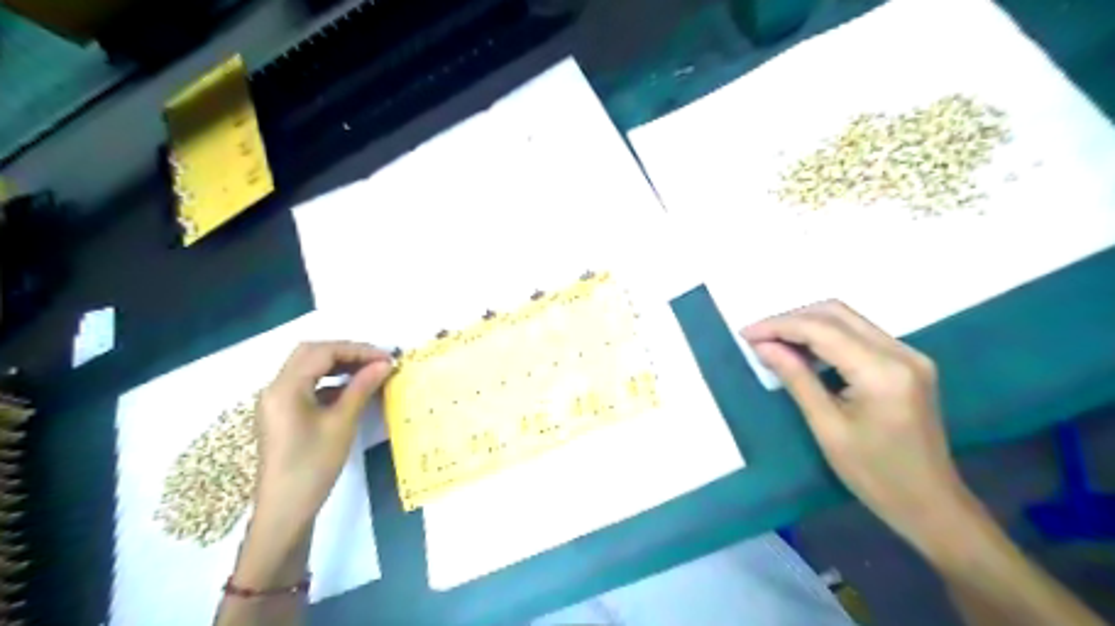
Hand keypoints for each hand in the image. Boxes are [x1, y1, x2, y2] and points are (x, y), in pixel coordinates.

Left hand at [255, 342, 393, 531]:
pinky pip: (308, 386)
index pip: (322, 352)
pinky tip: (353, 391)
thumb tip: (384, 364)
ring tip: (370, 372)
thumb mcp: (341, 423)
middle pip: (311, 354)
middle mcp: (276, 388)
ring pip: (309, 369)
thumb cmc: (313, 466)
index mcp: (285, 388)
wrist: (284, 510)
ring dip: (339, 365)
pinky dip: (331, 382)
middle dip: (347, 353)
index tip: (386, 358)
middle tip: (377, 361)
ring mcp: (277, 402)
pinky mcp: (283, 414)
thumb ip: (361, 388)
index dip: (357, 350)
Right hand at [742, 303, 972, 553]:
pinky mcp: (907, 363)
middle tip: (758, 337)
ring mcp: (908, 355)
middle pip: (837, 314)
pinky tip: (804, 352)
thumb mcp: (827, 427)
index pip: (822, 329)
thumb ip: (796, 378)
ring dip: (807, 326)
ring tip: (774, 343)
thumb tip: (763, 346)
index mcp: (882, 371)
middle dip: (792, 319)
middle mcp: (901, 352)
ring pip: (847, 320)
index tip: (745, 334)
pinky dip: (826, 337)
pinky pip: (859, 335)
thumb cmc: (874, 474)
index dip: (779, 326)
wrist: (931, 504)